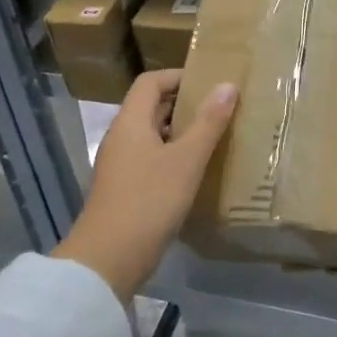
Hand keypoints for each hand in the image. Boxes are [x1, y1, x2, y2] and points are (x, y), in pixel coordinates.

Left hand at [52, 69, 237, 299]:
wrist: (108, 259)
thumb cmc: (149, 201)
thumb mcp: (186, 160)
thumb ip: (208, 123)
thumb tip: (227, 85)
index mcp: (131, 122)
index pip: (150, 82)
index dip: (179, 76)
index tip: (210, 83)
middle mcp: (121, 137)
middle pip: (150, 106)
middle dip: (184, 104)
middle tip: (219, 109)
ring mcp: (119, 165)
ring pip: (152, 135)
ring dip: (180, 132)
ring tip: (213, 138)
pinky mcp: (123, 189)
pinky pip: (149, 159)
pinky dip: (172, 156)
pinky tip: (194, 172)